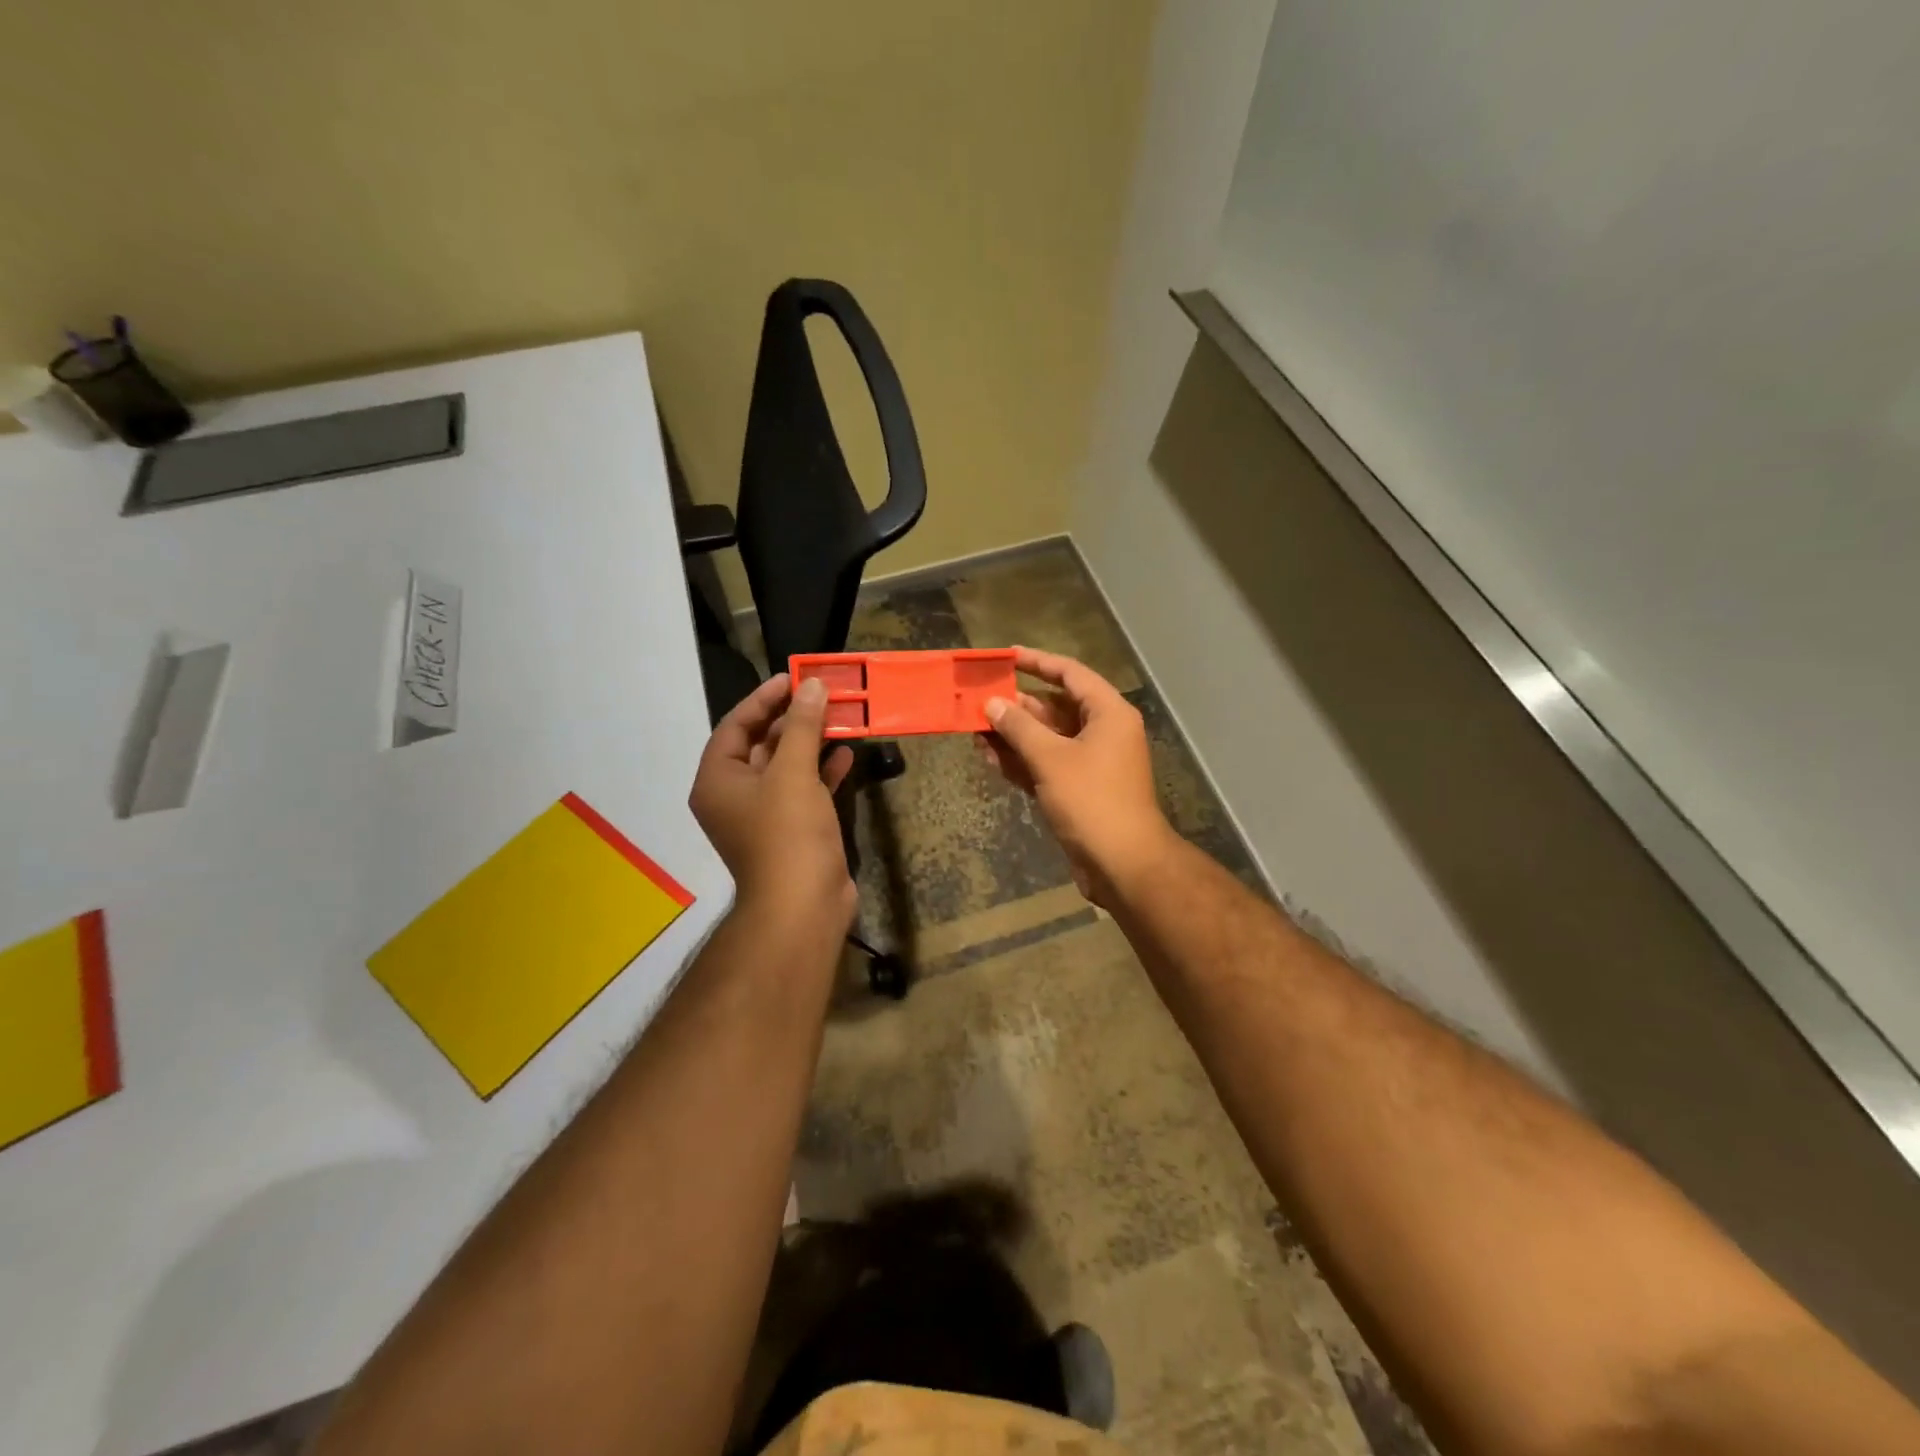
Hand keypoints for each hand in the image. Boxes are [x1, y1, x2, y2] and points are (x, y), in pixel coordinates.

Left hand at [690, 674, 855, 930]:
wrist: (803, 906)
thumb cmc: (787, 834)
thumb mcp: (793, 772)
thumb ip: (802, 725)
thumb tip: (811, 684)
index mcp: (718, 781)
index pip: (736, 726)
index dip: (764, 699)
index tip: (794, 678)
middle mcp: (735, 796)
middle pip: (761, 745)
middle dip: (792, 719)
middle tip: (822, 694)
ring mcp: (764, 816)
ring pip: (786, 767)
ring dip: (811, 742)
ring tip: (840, 717)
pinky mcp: (792, 831)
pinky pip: (805, 790)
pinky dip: (823, 772)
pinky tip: (847, 754)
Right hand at [980, 647, 1175, 907]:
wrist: (1123, 864)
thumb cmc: (1091, 801)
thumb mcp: (1050, 758)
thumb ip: (1019, 728)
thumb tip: (992, 704)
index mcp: (1107, 713)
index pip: (1070, 674)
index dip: (1037, 662)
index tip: (1005, 657)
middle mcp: (1102, 732)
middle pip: (1055, 707)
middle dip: (1016, 707)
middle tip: (979, 701)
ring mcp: (1090, 762)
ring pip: (1047, 738)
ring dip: (1013, 736)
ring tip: (975, 731)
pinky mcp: (1079, 789)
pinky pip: (1047, 764)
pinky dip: (1022, 761)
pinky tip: (990, 759)